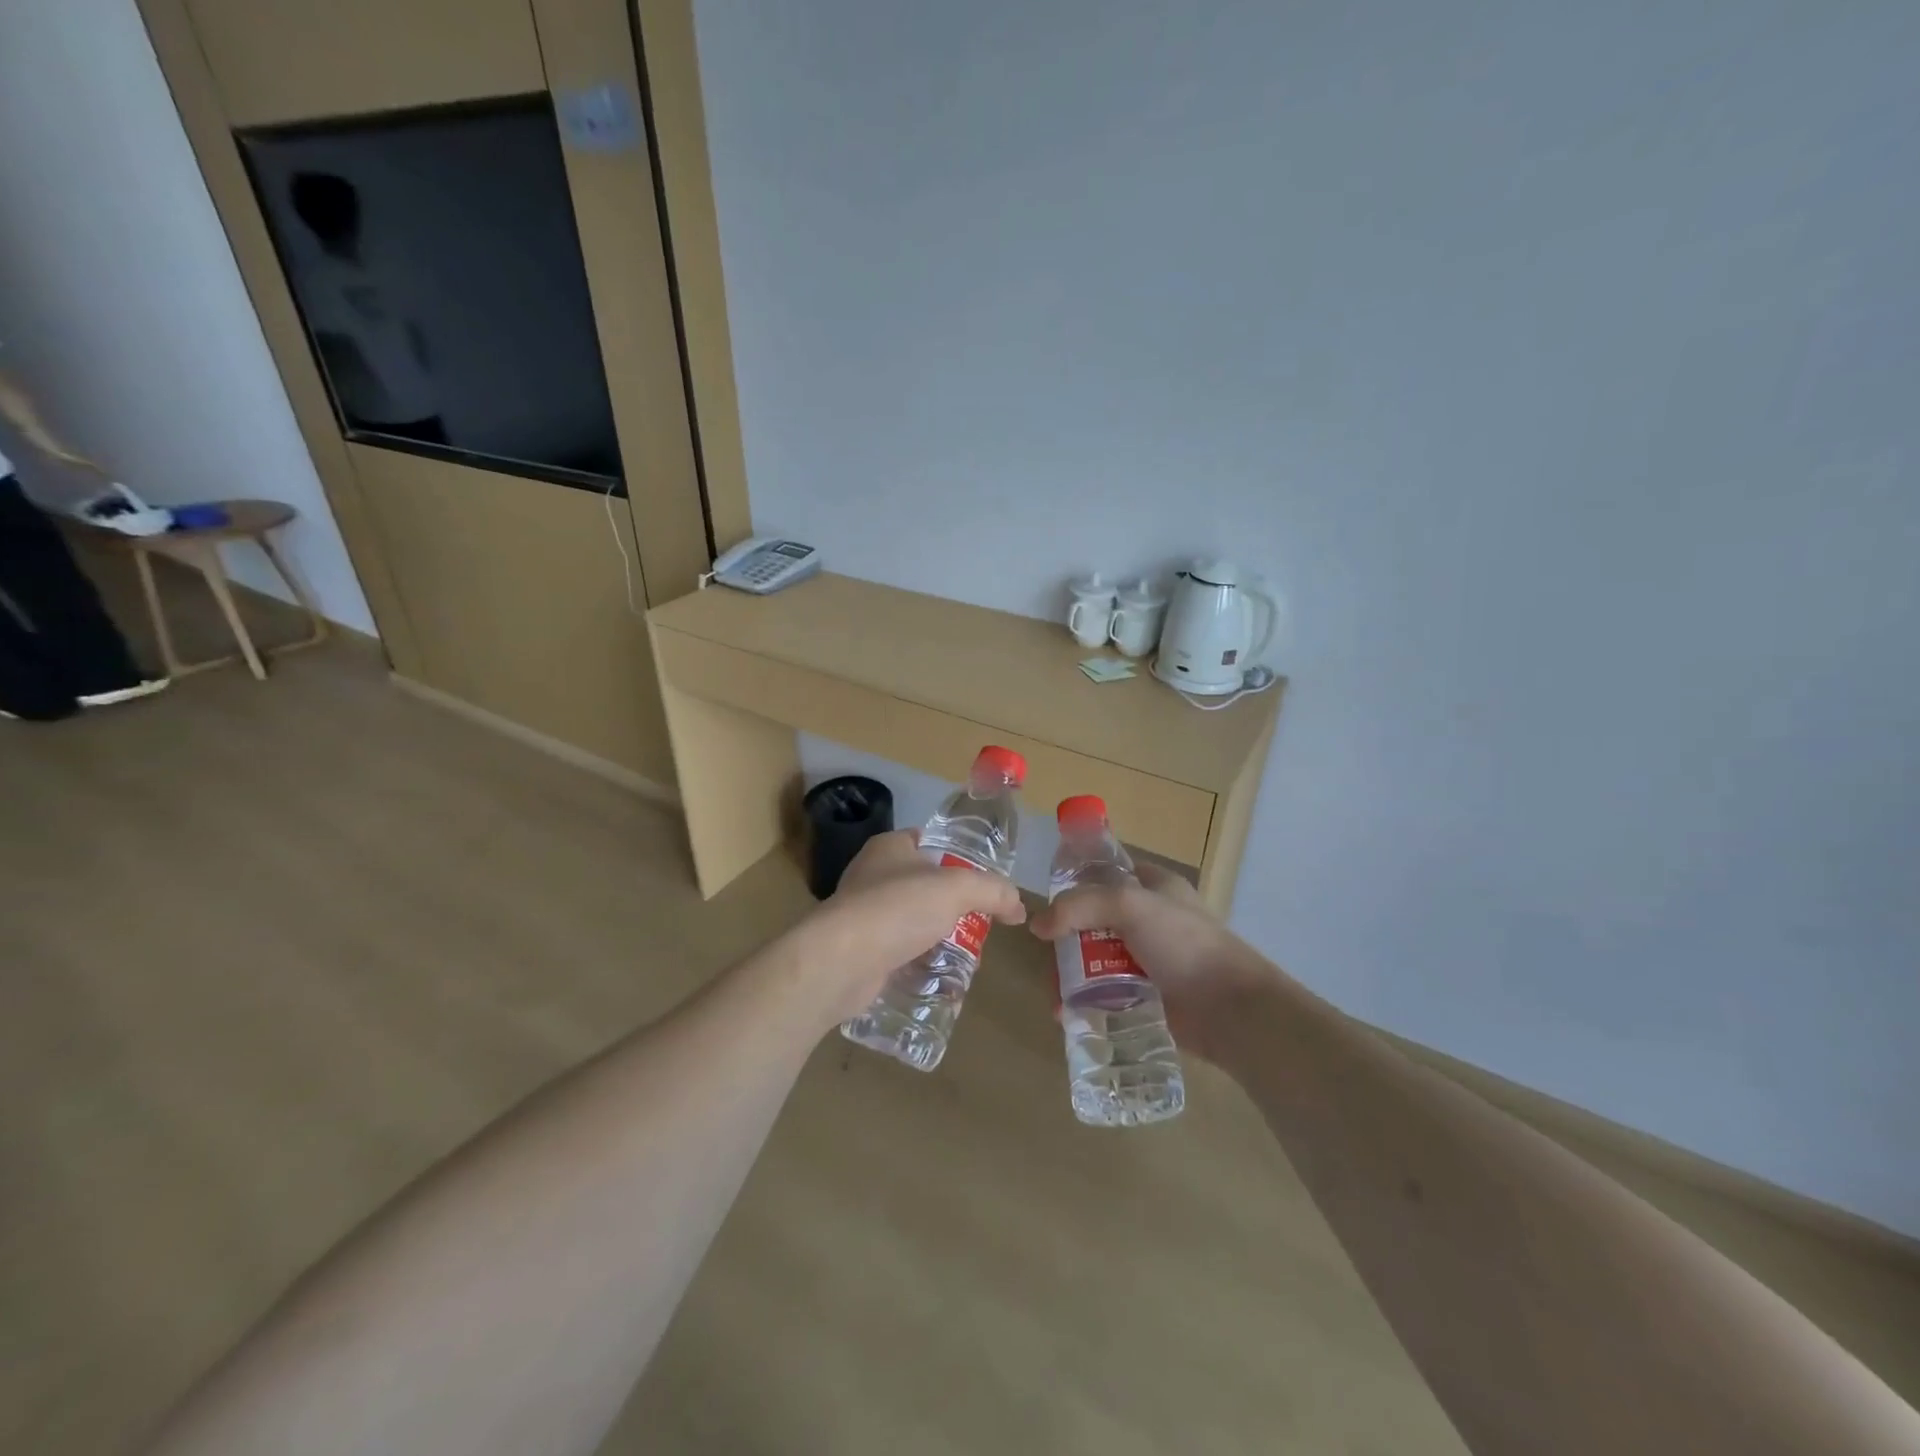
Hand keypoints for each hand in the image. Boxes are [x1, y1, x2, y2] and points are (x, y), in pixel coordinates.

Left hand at [784, 829, 1026, 1029]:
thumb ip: (993, 892)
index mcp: (889, 848)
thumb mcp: (958, 889)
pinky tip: (940, 981)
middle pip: (923, 885)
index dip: (954, 856)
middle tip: (980, 926)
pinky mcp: (860, 951)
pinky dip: (919, 964)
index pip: (925, 841)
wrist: (842, 961)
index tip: (980, 880)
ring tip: (966, 958)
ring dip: (937, 938)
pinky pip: (899, 953)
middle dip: (952, 906)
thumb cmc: (898, 909)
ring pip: (911, 921)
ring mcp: (863, 914)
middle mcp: (872, 875)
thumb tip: (1018, 908)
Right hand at [1028, 864, 1276, 1063]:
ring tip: (1057, 998)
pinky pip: (1107, 993)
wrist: (1232, 1011)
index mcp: (1154, 885)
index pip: (1107, 872)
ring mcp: (1149, 959)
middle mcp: (1150, 919)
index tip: (1046, 903)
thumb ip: (1080, 906)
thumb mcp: (1130, 906)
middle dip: (1066, 940)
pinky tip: (1070, 1014)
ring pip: (1097, 959)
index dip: (1075, 882)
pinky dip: (1087, 1001)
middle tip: (1049, 960)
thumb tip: (1037, 925)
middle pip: (1094, 920)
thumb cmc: (1184, 945)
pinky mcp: (1148, 996)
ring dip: (1072, 976)